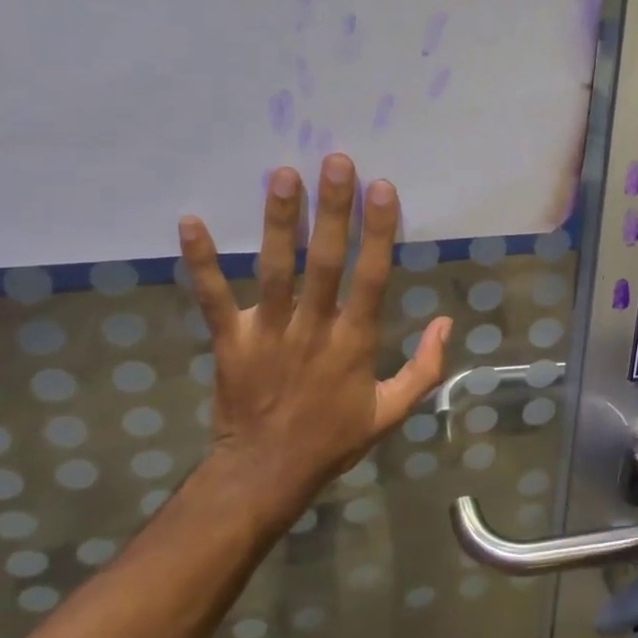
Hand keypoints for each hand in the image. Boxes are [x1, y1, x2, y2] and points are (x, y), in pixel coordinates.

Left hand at [178, 154, 451, 527]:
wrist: (265, 476)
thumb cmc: (333, 440)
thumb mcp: (391, 412)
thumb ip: (425, 368)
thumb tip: (447, 322)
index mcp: (354, 342)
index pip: (371, 277)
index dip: (378, 231)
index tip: (382, 188)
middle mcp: (314, 328)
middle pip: (326, 261)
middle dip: (333, 210)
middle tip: (336, 161)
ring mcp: (269, 332)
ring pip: (276, 270)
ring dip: (280, 222)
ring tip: (282, 175)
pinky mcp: (230, 341)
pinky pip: (214, 298)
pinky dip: (201, 262)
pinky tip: (190, 221)